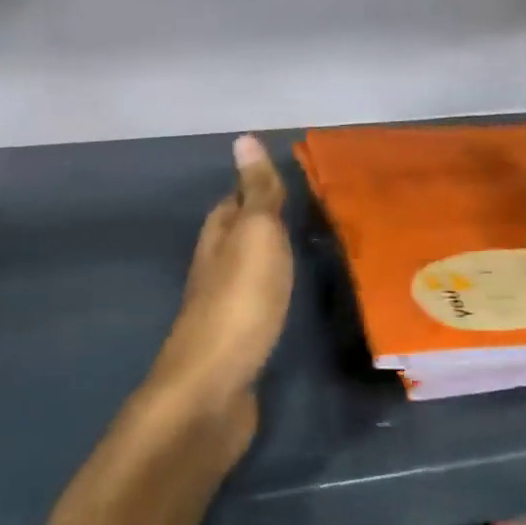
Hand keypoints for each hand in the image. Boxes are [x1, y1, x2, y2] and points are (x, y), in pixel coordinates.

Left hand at [150, 135, 293, 406]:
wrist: (214, 387)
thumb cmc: (240, 301)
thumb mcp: (255, 236)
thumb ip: (256, 193)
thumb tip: (242, 138)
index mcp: (217, 238)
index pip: (234, 200)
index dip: (257, 187)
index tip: (291, 179)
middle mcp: (214, 268)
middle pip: (239, 235)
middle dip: (266, 222)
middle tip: (311, 213)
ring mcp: (223, 307)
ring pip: (248, 269)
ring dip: (271, 258)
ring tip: (310, 249)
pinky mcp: (237, 341)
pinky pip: (258, 302)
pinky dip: (274, 292)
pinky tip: (291, 298)